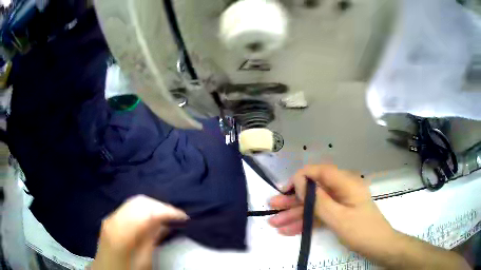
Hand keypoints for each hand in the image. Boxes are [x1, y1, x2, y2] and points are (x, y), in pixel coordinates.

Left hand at [91, 195, 188, 269]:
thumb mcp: (143, 261)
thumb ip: (151, 240)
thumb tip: (164, 223)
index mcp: (122, 231)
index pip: (148, 211)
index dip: (168, 211)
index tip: (184, 217)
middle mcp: (115, 218)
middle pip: (141, 202)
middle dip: (161, 206)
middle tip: (177, 217)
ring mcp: (111, 216)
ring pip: (135, 201)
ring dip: (153, 206)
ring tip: (167, 216)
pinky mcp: (111, 219)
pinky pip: (130, 207)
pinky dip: (144, 209)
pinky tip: (151, 217)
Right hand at [268, 165, 395, 257]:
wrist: (378, 247)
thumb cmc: (361, 231)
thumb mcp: (338, 217)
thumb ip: (318, 199)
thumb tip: (300, 181)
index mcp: (346, 184)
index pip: (320, 171)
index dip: (301, 177)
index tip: (284, 190)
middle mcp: (341, 190)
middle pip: (314, 190)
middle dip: (292, 200)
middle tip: (272, 207)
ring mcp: (339, 203)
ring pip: (314, 205)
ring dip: (295, 214)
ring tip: (274, 223)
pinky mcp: (338, 214)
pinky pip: (319, 215)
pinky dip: (305, 222)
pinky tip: (288, 230)